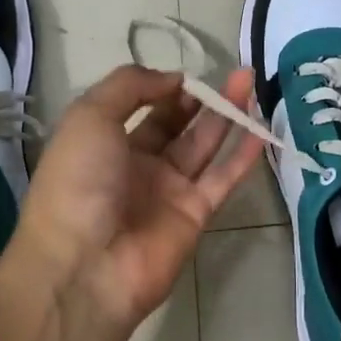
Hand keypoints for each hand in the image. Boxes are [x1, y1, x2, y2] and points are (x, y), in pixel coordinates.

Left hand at [14, 65, 262, 333]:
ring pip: (204, 145)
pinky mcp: (195, 215)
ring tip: (249, 83)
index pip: (142, 106)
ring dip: (227, 115)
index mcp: (105, 141)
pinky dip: (242, 156)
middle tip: (232, 74)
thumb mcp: (90, 116)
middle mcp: (137, 164)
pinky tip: (261, 130)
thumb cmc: (78, 181)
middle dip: (202, 98)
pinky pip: (222, 179)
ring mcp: (168, 190)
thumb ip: (131, 86)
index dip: (165, 87)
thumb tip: (175, 80)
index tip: (188, 76)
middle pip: (176, 123)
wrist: (84, 266)